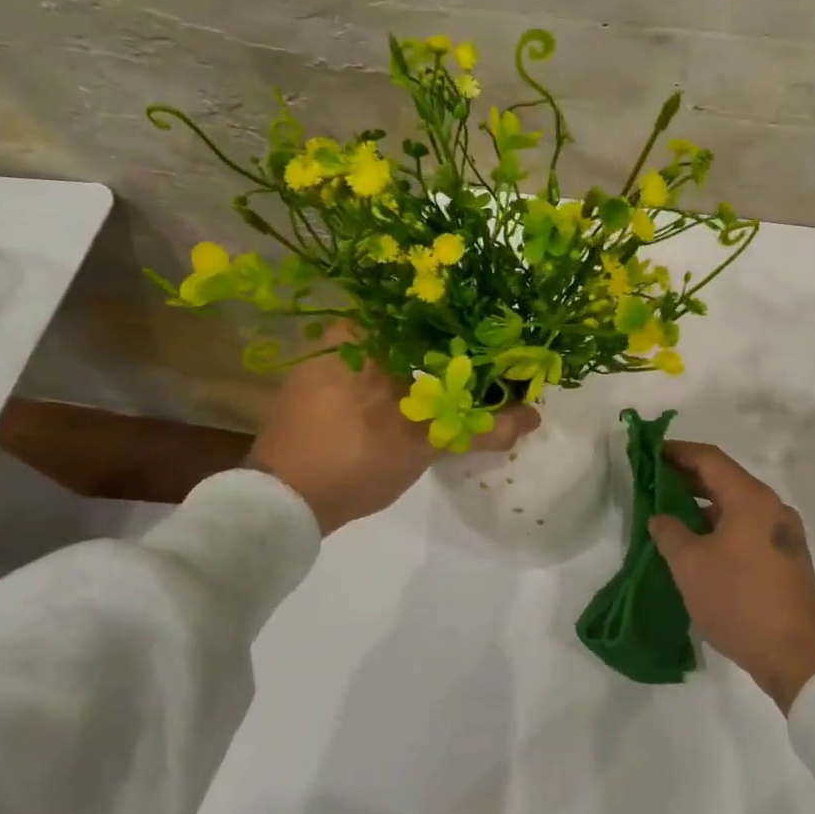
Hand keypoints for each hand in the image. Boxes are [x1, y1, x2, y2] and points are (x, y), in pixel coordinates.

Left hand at [247, 334, 539, 535]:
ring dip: (427, 364)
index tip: (497, 333)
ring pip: (394, 350)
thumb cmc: (353, 457)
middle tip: (487, 359)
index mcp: (364, 330)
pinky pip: (374, 369)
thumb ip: (480, 427)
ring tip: (464, 377)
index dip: (468, 321)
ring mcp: (327, 360)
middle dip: (450, 345)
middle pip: (413, 329)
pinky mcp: (320, 386)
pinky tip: (425, 397)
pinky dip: (402, 379)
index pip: (429, 308)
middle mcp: (342, 333)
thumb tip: (534, 416)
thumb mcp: (425, 443)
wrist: (280, 505)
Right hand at [648, 441, 814, 713]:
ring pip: (735, 505)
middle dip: (687, 478)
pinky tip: (697, 544)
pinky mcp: (786, 558)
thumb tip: (661, 517)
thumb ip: (670, 532)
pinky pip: (746, 527)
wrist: (798, 656)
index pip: (709, 459)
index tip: (649, 452)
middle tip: (652, 482)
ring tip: (669, 514)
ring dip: (702, 505)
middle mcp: (771, 507)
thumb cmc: (740, 601)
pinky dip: (719, 525)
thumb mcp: (691, 565)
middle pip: (724, 479)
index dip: (677, 452)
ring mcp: (783, 533)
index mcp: (751, 498)